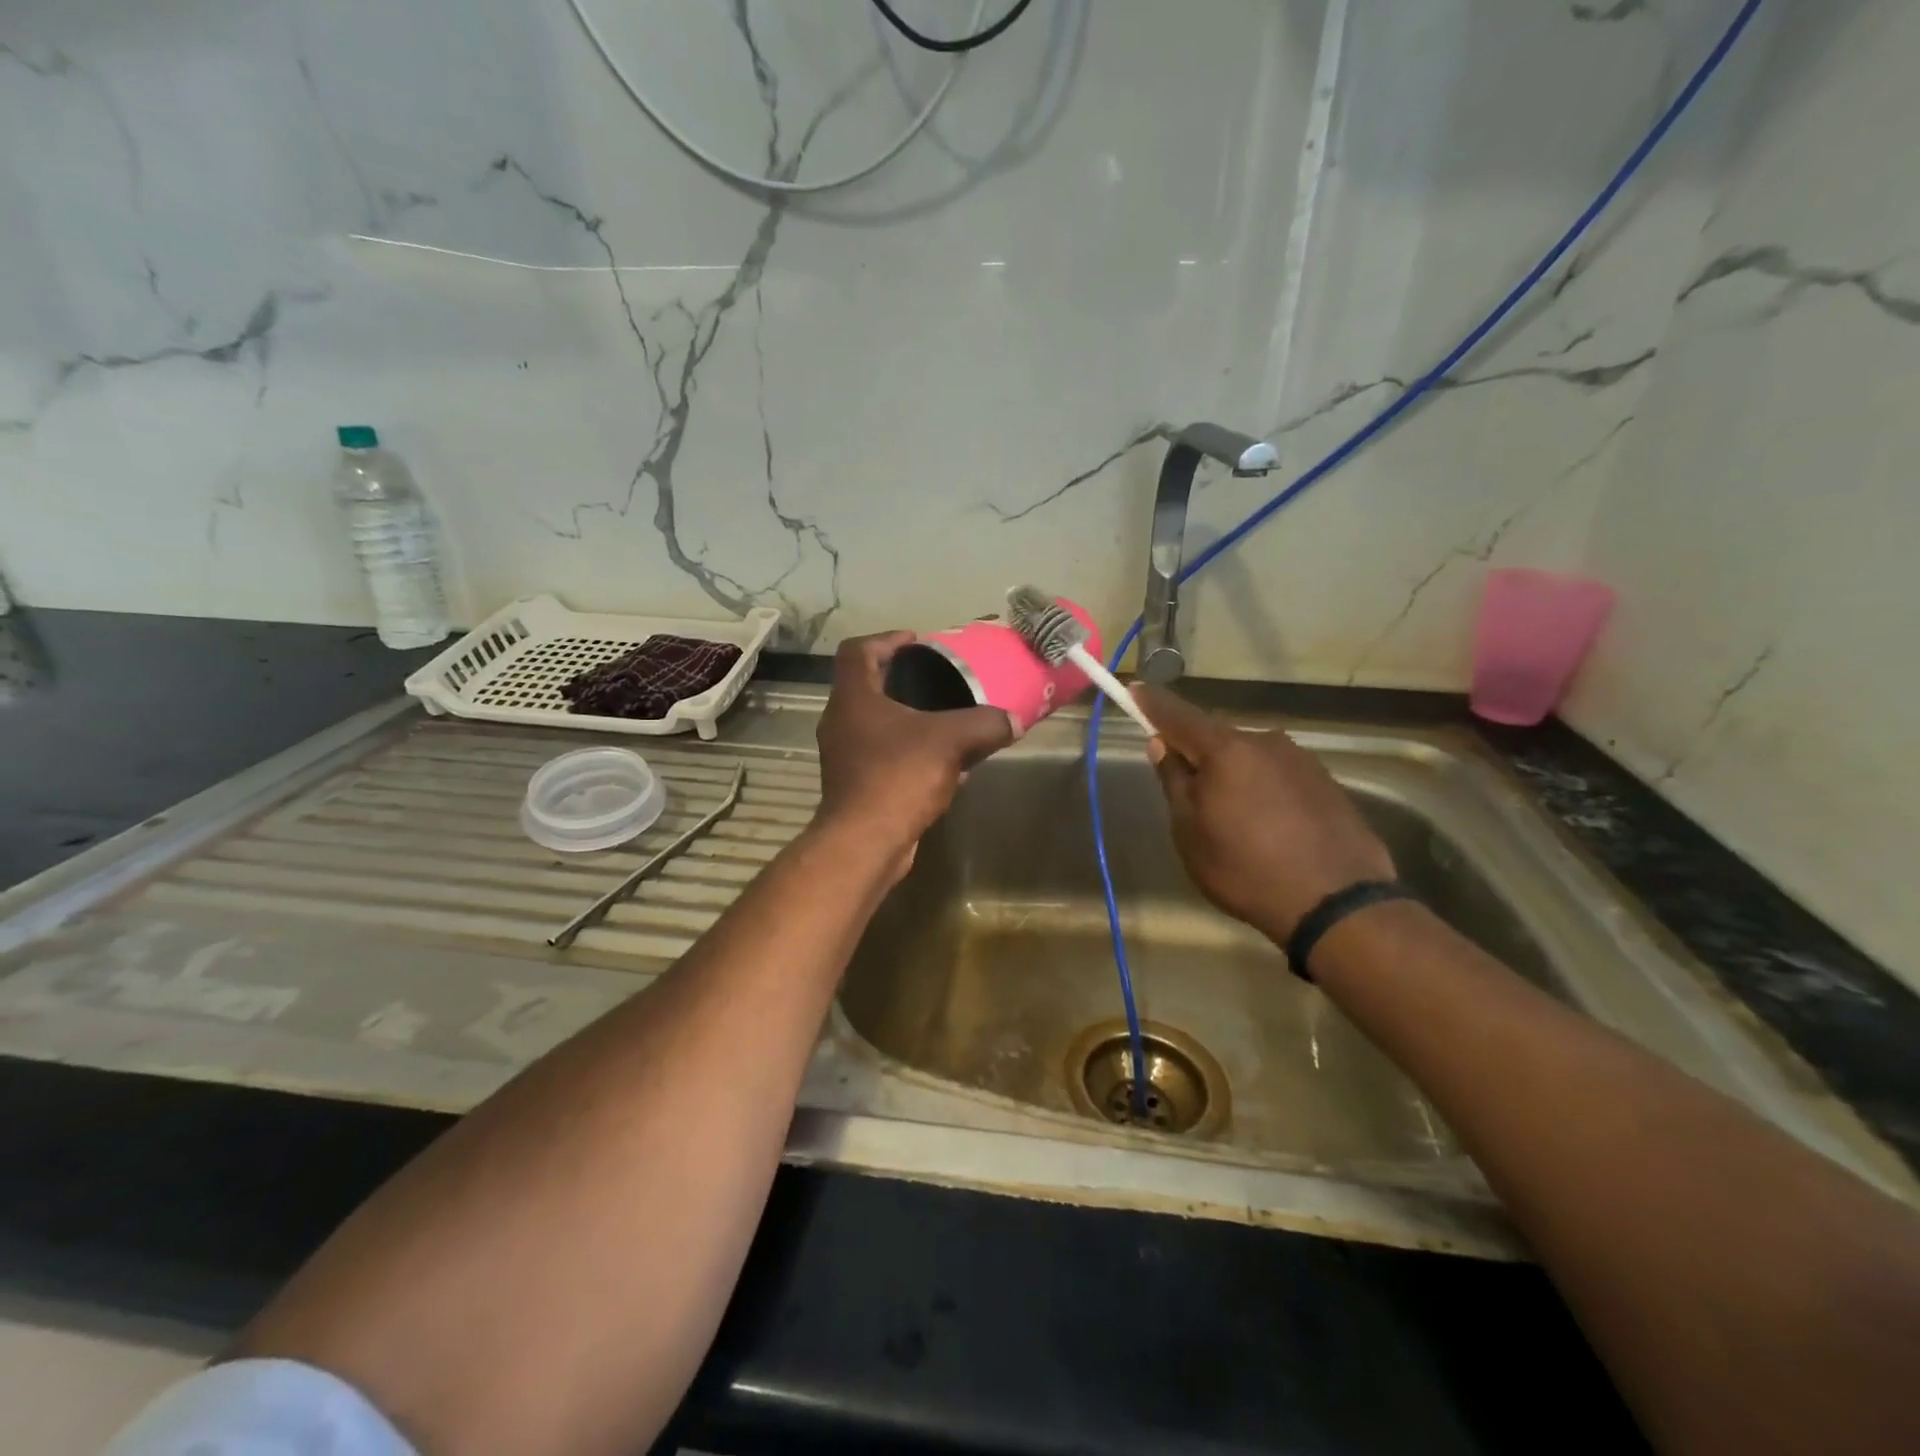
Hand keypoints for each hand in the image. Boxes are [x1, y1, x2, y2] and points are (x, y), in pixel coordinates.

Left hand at [814, 632, 1014, 873]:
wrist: (865, 842)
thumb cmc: (899, 776)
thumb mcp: (951, 740)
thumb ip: (986, 724)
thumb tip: (1015, 720)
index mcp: (853, 698)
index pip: (857, 650)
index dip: (886, 639)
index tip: (916, 642)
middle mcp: (841, 722)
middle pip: (866, 686)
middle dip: (901, 679)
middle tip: (936, 678)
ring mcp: (844, 756)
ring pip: (876, 724)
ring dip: (908, 719)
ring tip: (946, 720)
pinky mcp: (855, 786)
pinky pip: (884, 757)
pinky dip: (910, 753)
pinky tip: (945, 766)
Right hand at [1134, 684, 1394, 943]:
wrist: (1338, 904)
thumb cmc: (1246, 869)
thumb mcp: (1190, 832)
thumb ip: (1174, 781)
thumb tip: (1162, 744)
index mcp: (1226, 749)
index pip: (1178, 715)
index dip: (1152, 704)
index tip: (1134, 691)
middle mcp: (1265, 742)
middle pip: (1216, 738)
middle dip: (1196, 753)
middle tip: (1184, 789)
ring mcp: (1301, 760)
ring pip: (1249, 758)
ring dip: (1232, 775)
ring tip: (1231, 820)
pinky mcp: (1327, 783)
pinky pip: (1278, 776)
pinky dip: (1262, 791)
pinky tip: (1267, 827)